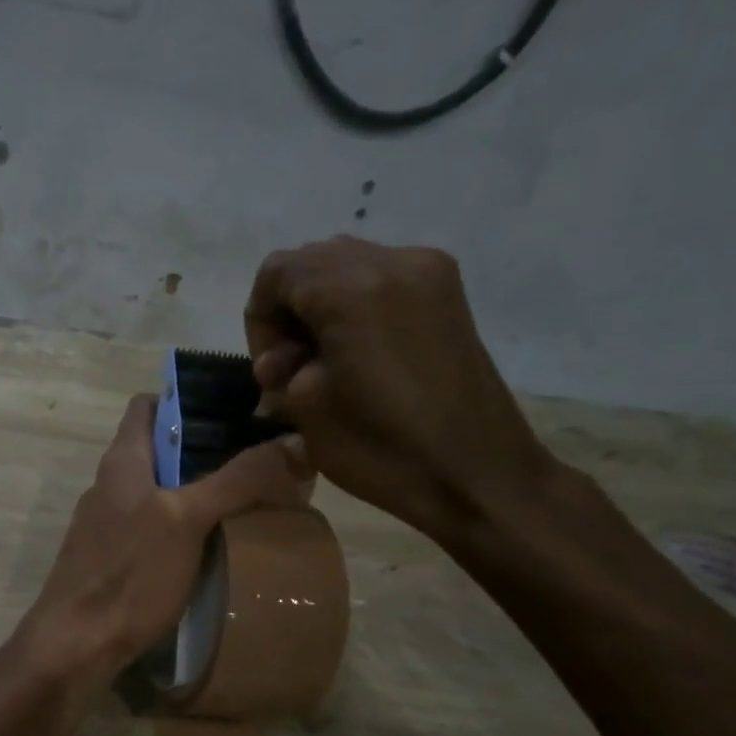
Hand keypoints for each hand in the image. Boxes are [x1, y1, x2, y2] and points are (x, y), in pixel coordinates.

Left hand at [18, 394, 310, 693]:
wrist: (75, 645)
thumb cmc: (129, 574)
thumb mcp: (187, 520)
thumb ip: (237, 480)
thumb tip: (292, 442)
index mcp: (122, 460)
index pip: (149, 404)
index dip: (188, 399)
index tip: (236, 410)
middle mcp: (110, 483)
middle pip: (161, 449)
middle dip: (208, 450)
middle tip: (261, 461)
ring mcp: (107, 523)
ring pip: (160, 490)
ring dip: (199, 490)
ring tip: (249, 502)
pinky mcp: (112, 557)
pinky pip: (154, 526)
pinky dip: (184, 525)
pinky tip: (214, 546)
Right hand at [243, 235, 555, 546]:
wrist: (476, 474)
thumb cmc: (381, 448)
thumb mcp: (306, 406)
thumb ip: (281, 365)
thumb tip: (283, 360)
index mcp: (351, 289)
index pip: (277, 273)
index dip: (259, 319)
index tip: (271, 368)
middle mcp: (392, 261)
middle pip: (311, 261)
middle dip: (288, 310)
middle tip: (292, 366)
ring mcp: (427, 272)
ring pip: (345, 265)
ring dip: (320, 307)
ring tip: (323, 361)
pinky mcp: (446, 292)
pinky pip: (380, 278)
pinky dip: (354, 306)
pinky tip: (356, 351)